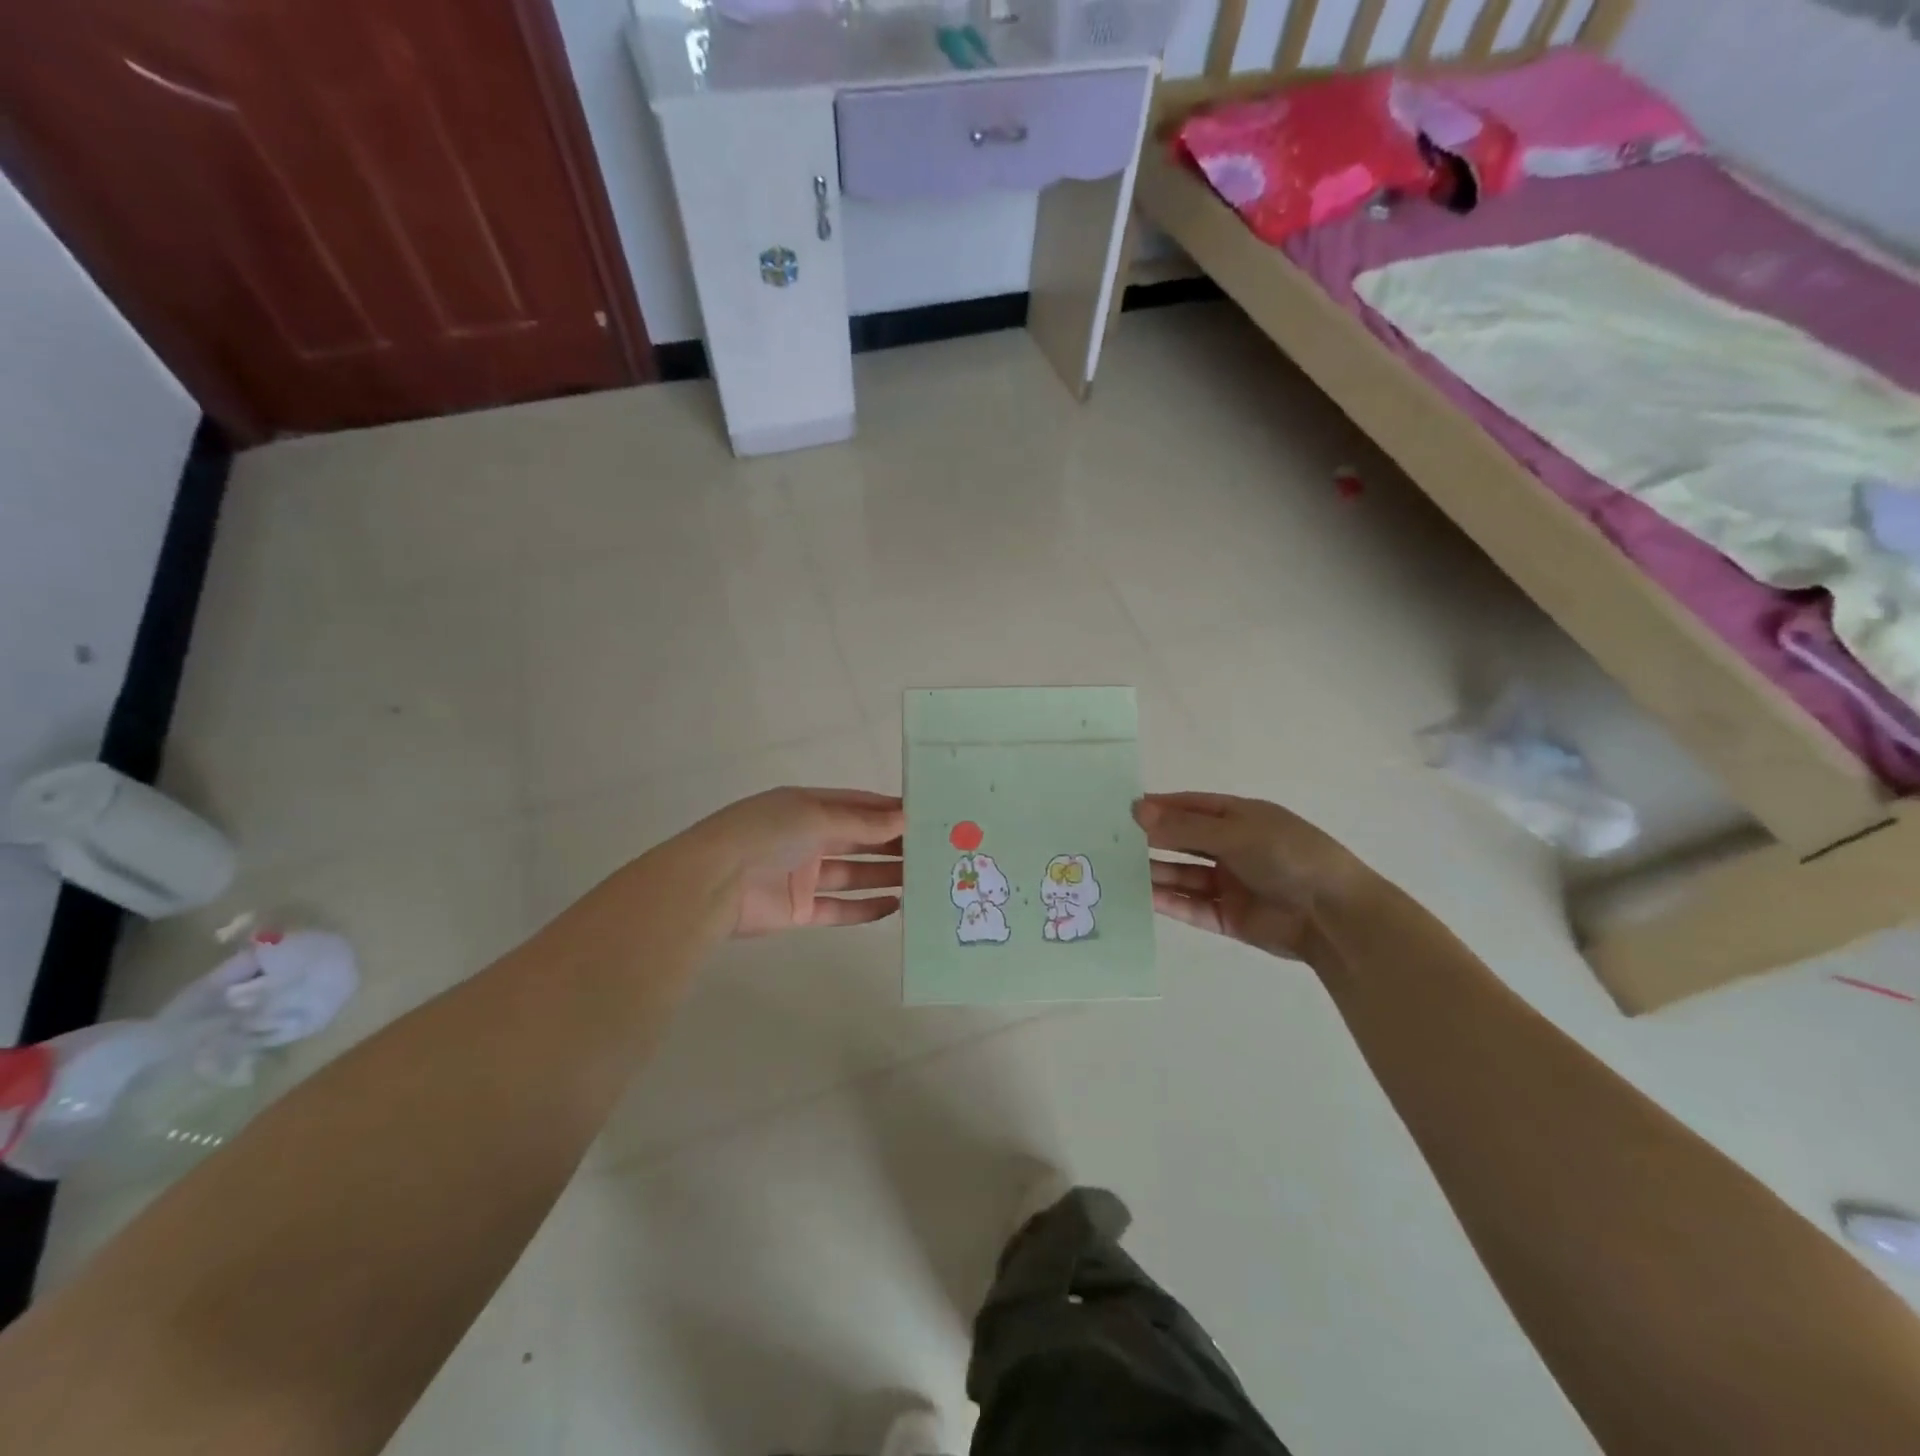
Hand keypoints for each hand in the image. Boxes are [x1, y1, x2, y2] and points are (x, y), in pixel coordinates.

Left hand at [695, 787, 904, 936]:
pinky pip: (839, 908)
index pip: (857, 806)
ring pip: (853, 874)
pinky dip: (865, 908)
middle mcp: (807, 839)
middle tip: (933, 850)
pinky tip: (895, 906)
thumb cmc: (765, 835)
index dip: (888, 811)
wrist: (712, 884)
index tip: (925, 815)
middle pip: (858, 840)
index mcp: (807, 807)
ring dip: (885, 875)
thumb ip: (861, 823)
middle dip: (892, 844)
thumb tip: (904, 820)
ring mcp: (803, 876)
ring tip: (922, 878)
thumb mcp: (815, 817)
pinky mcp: (800, 910)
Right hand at [1132, 792, 1371, 960]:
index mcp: (1239, 818)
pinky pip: (1192, 906)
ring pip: (1183, 875)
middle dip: (1151, 841)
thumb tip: (1136, 810)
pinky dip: (1169, 901)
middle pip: (1183, 842)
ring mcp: (1229, 883)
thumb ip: (1183, 828)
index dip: (1159, 807)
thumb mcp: (1234, 833)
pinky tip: (1143, 897)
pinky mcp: (1228, 916)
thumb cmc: (1287, 856)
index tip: (1123, 810)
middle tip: (1111, 841)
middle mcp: (1231, 848)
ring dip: (1156, 872)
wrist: (1332, 915)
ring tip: (1118, 871)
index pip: (1190, 807)